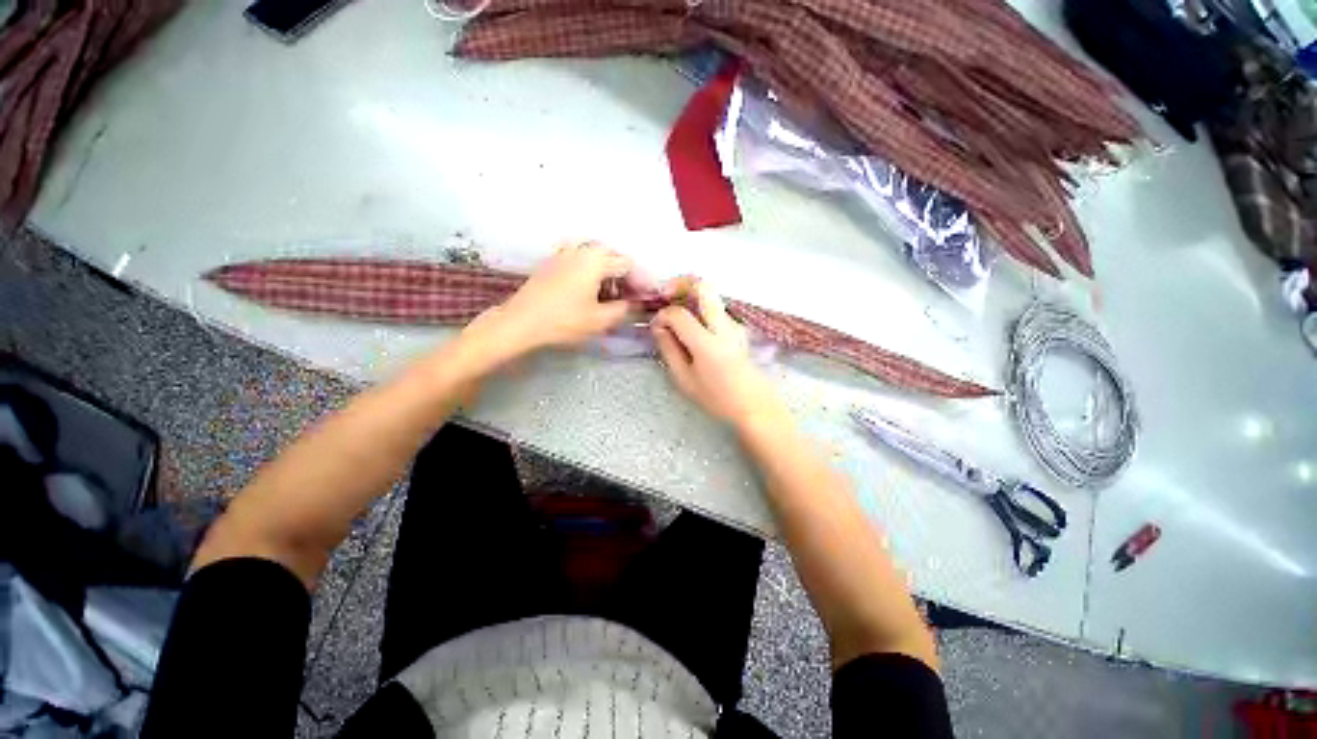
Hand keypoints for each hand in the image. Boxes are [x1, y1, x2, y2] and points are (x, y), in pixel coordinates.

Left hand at [463, 242, 637, 364]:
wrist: (520, 323)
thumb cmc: (564, 321)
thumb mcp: (601, 319)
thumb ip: (624, 309)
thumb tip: (635, 303)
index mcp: (596, 259)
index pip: (628, 265)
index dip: (642, 281)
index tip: (650, 297)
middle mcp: (580, 249)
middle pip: (612, 256)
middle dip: (625, 276)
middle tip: (632, 296)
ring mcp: (563, 253)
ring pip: (595, 257)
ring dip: (608, 273)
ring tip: (613, 295)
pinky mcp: (552, 262)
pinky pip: (580, 260)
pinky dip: (592, 272)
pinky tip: (591, 289)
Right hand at [651, 277, 785, 428]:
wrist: (754, 405)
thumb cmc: (717, 398)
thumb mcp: (685, 379)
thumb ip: (669, 350)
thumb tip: (659, 327)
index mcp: (707, 343)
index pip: (679, 314)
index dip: (663, 315)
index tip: (657, 327)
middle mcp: (723, 326)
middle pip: (703, 286)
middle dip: (679, 283)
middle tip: (664, 294)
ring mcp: (734, 324)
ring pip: (711, 294)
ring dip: (690, 295)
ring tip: (675, 311)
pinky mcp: (738, 327)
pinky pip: (716, 307)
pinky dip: (700, 307)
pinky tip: (691, 324)